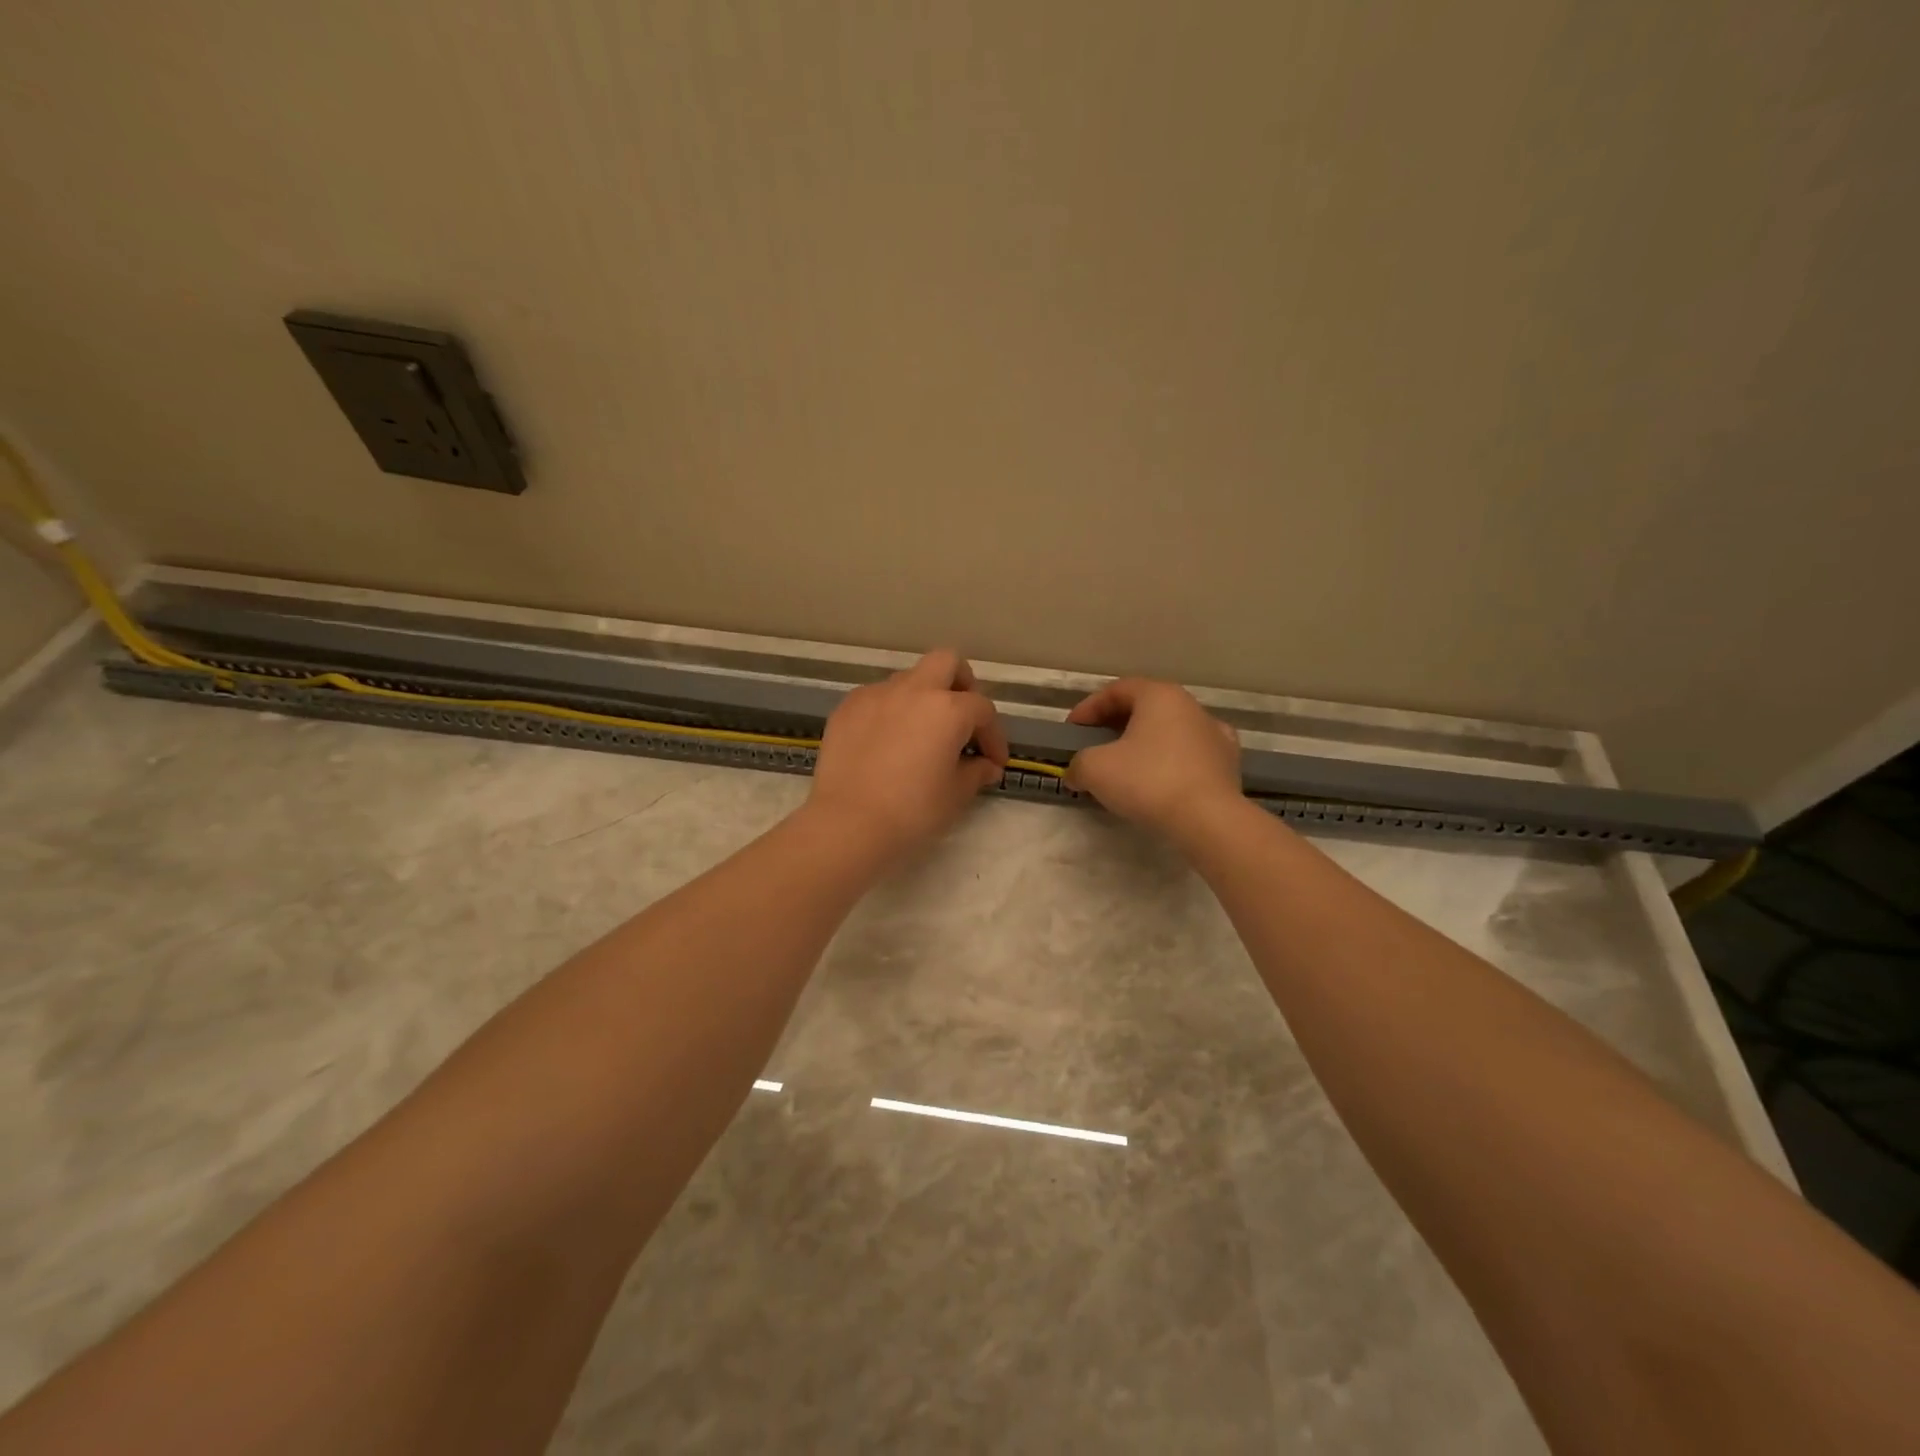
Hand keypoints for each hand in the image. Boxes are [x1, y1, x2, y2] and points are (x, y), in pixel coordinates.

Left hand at [806, 649, 1008, 857]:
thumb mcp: (955, 795)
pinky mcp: (847, 708)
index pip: (982, 710)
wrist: (848, 823)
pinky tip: (888, 743)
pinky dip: (891, 711)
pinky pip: (878, 698)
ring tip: (921, 735)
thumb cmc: (912, 811)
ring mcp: (876, 695)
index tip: (993, 762)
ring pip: (909, 679)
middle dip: (961, 684)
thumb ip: (975, 773)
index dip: (993, 736)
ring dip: (923, 698)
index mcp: (948, 709)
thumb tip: (985, 766)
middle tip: (962, 719)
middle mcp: (913, 690)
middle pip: (946, 663)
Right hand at [1064, 678, 1242, 840]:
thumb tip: (1076, 773)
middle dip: (1115, 725)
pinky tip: (1160, 780)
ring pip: (1169, 731)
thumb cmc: (1148, 781)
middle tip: (1094, 747)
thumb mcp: (1095, 769)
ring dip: (1144, 744)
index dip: (1088, 708)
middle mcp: (1190, 706)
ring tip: (1125, 768)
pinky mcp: (1228, 762)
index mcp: (1159, 695)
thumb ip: (1078, 764)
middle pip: (1144, 708)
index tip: (1072, 731)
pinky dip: (1170, 762)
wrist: (1208, 820)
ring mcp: (1214, 733)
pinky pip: (1190, 754)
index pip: (1116, 690)